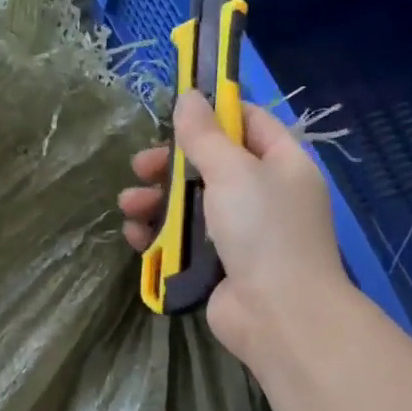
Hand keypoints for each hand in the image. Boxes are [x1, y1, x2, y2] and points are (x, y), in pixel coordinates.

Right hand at [120, 91, 346, 364]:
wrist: (279, 314)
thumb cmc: (262, 229)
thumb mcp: (233, 171)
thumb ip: (205, 135)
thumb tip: (189, 96)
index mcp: (282, 164)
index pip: (249, 122)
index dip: (214, 113)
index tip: (175, 112)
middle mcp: (265, 194)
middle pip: (212, 165)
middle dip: (171, 164)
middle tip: (141, 166)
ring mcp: (242, 233)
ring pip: (192, 204)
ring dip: (156, 201)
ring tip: (129, 205)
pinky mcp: (219, 265)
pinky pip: (185, 240)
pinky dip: (160, 235)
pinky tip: (136, 236)